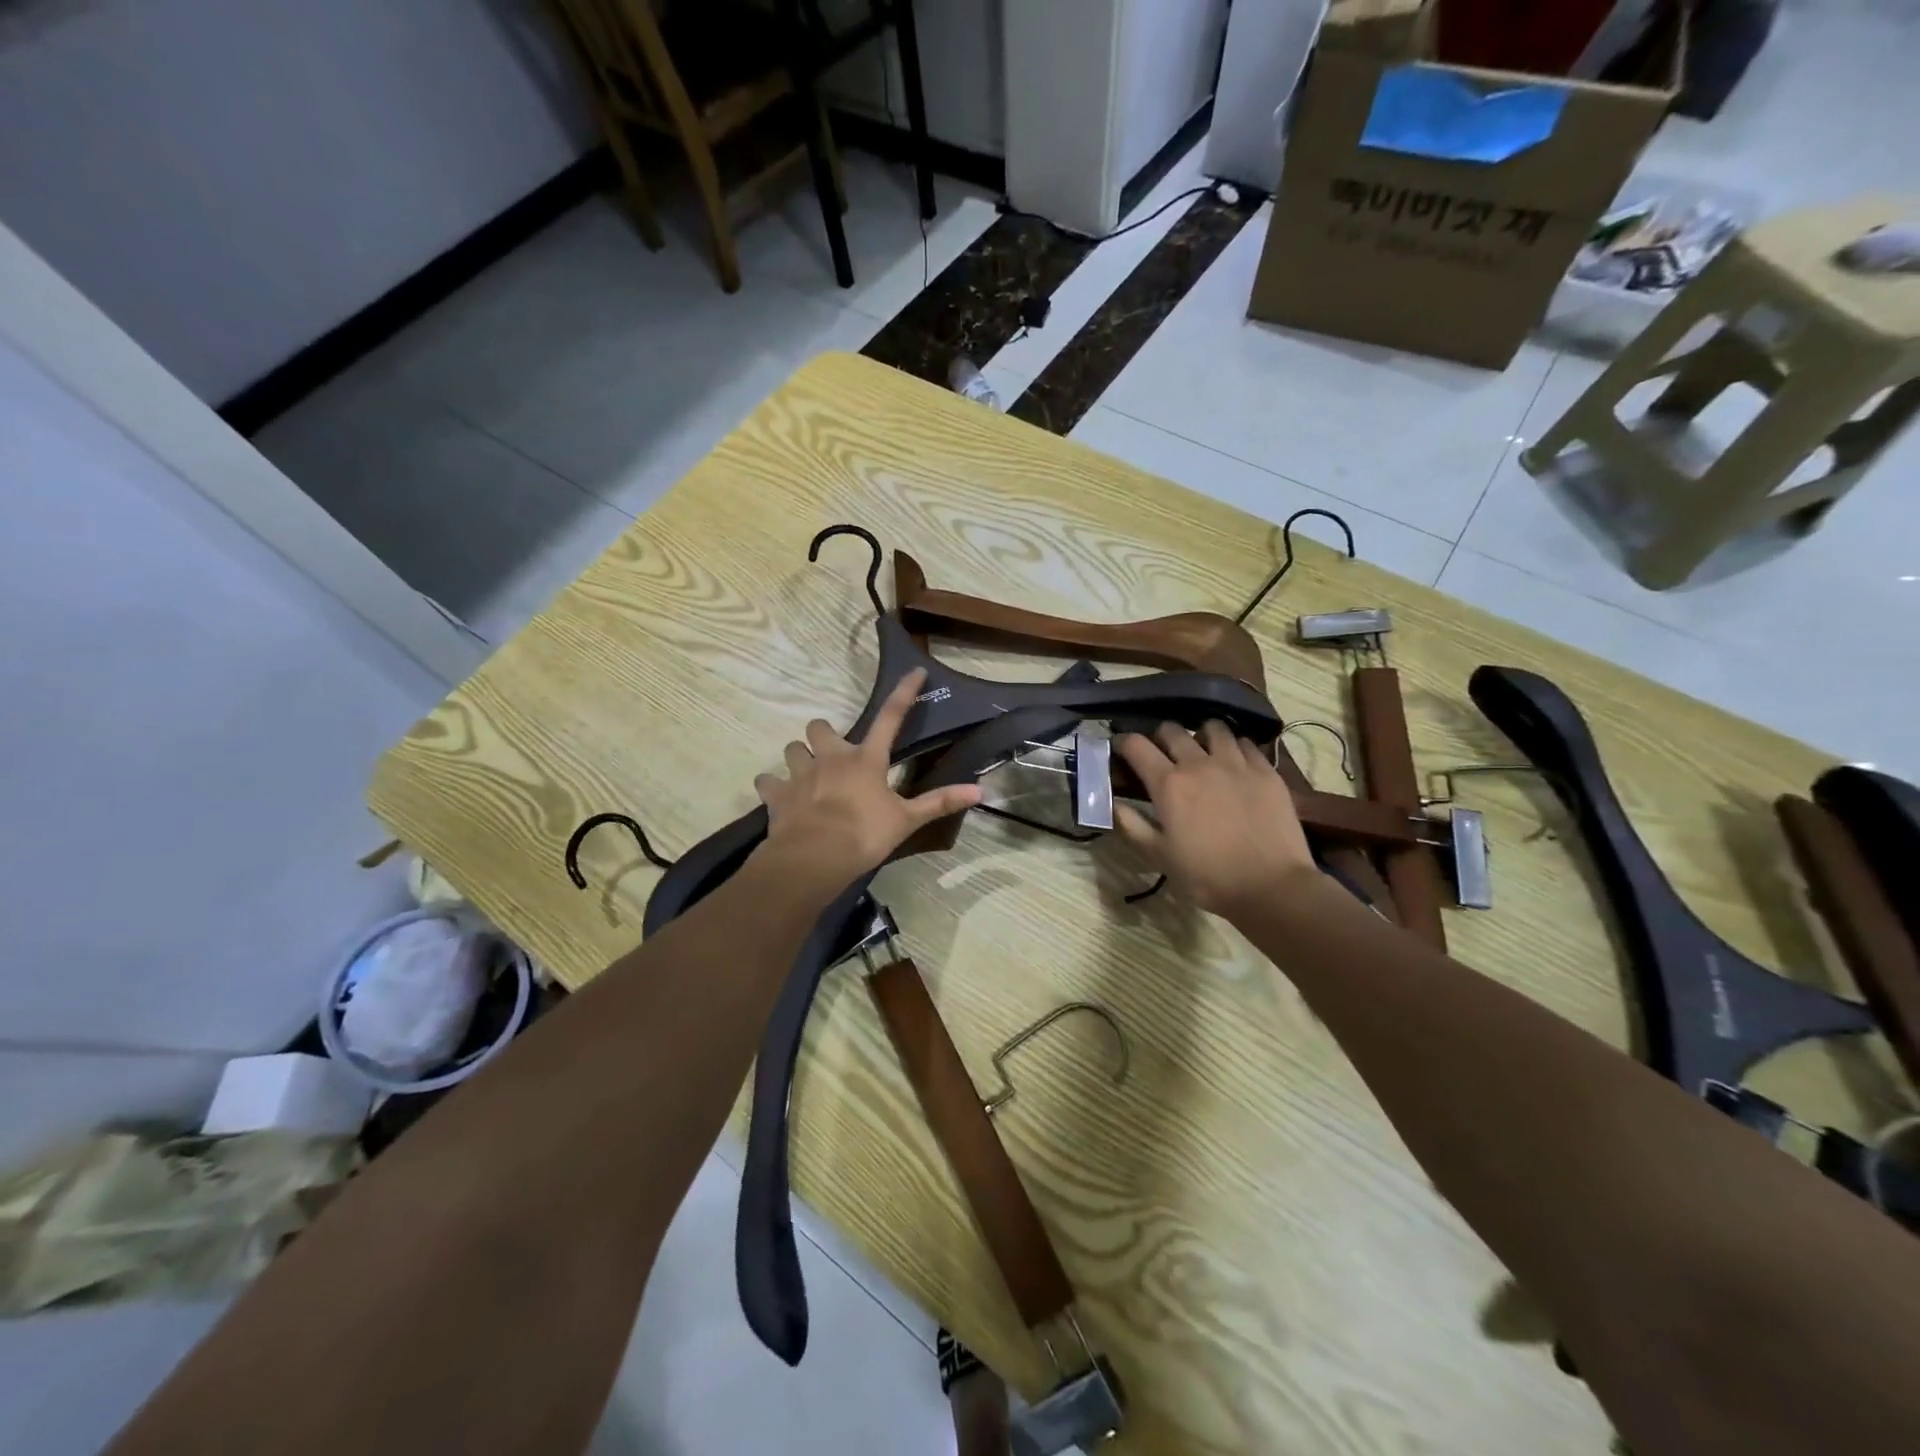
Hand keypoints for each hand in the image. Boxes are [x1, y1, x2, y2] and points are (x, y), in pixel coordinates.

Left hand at [754, 668, 980, 892]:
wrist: (814, 858)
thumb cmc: (864, 835)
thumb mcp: (906, 820)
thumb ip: (939, 802)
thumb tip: (980, 790)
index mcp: (866, 760)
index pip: (890, 717)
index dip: (904, 692)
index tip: (914, 671)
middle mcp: (831, 758)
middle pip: (820, 726)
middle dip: (824, 734)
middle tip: (833, 751)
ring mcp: (800, 774)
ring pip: (792, 748)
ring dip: (799, 757)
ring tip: (807, 773)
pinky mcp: (776, 794)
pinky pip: (768, 781)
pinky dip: (773, 786)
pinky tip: (779, 796)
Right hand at [1114, 722, 1317, 917]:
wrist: (1271, 886)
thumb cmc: (1208, 876)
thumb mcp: (1159, 856)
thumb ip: (1131, 825)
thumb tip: (1112, 802)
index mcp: (1169, 784)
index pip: (1136, 745)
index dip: (1123, 742)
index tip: (1120, 748)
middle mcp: (1199, 763)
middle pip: (1172, 730)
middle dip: (1160, 736)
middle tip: (1161, 752)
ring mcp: (1236, 763)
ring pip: (1213, 728)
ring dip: (1201, 735)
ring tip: (1202, 750)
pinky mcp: (1266, 770)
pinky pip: (1246, 743)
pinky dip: (1234, 746)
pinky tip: (1235, 762)